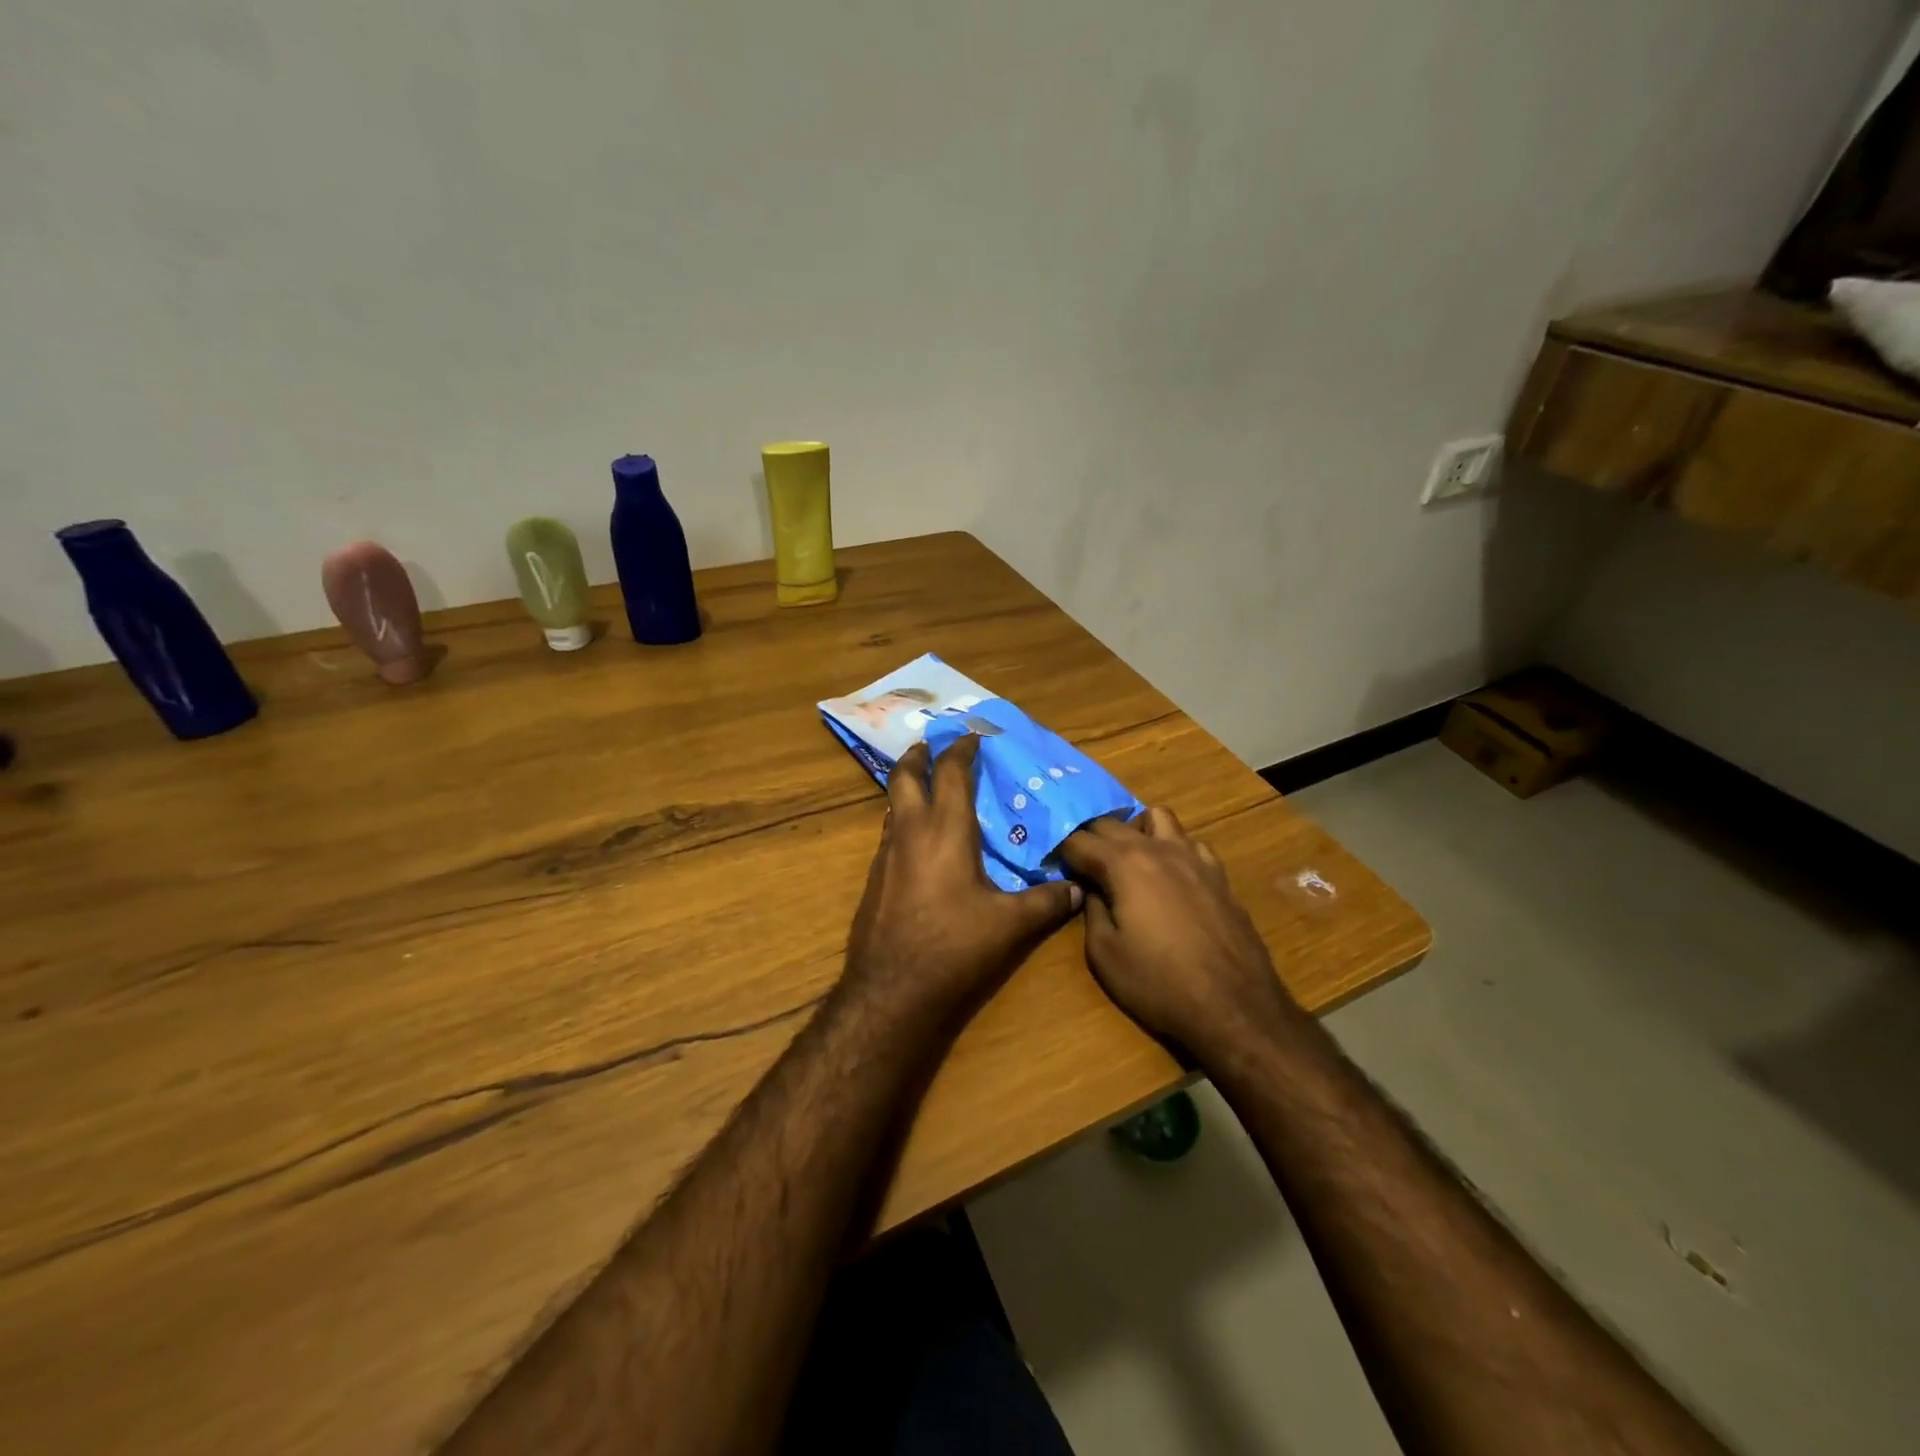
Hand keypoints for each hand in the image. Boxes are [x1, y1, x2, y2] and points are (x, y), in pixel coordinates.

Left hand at [841, 736, 1081, 1028]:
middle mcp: (910, 832)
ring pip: (893, 805)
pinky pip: (889, 834)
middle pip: (906, 776)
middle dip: (920, 755)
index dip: (962, 750)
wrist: (891, 990)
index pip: (951, 773)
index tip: (973, 736)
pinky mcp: (874, 879)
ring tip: (927, 787)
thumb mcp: (1010, 925)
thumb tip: (1078, 890)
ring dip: (908, 788)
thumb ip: (1047, 903)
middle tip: (932, 745)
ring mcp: (886, 855)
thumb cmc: (953, 946)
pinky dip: (904, 821)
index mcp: (945, 829)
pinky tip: (920, 842)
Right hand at [1058, 808, 1298, 1064]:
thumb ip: (1091, 910)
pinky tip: (1170, 876)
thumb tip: (1091, 889)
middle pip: (1113, 822)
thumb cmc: (1160, 984)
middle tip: (1078, 862)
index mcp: (1124, 864)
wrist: (1234, 1007)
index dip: (1059, 850)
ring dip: (1135, 830)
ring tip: (1127, 859)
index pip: (1079, 840)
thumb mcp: (1104, 954)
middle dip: (1090, 836)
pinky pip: (1189, 842)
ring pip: (1157, 817)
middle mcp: (1158, 848)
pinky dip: (1171, 848)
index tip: (1049, 863)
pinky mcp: (1218, 874)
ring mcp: (1194, 857)